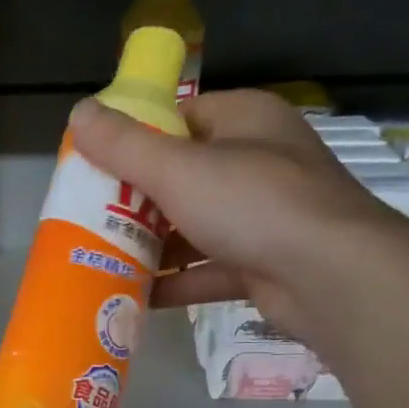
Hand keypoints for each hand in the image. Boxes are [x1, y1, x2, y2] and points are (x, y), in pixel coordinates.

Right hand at [69, 89, 408, 336]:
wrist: (331, 277)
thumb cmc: (254, 204)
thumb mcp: (178, 169)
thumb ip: (125, 146)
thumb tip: (77, 112)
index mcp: (245, 121)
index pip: (181, 117)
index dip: (137, 137)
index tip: (97, 163)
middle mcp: (257, 163)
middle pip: (184, 175)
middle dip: (136, 199)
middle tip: (90, 216)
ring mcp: (263, 217)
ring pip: (195, 226)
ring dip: (153, 245)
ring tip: (101, 257)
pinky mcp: (263, 265)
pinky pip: (208, 269)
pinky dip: (176, 282)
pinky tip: (134, 295)